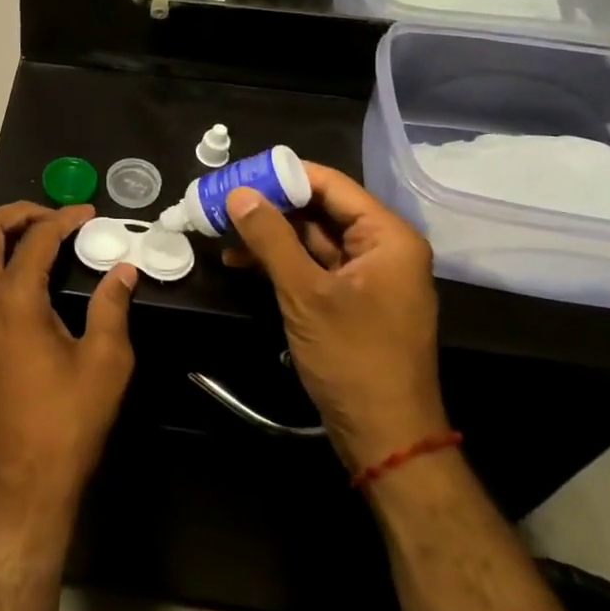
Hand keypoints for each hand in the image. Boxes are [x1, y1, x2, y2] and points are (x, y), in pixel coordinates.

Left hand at [0, 204, 136, 531]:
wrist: (19, 487)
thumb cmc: (66, 424)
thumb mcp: (106, 363)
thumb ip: (112, 307)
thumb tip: (123, 271)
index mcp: (13, 297)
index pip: (38, 237)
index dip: (65, 219)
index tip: (87, 215)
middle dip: (15, 214)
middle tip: (47, 221)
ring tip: (4, 248)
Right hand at [222, 164, 446, 469]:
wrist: (385, 437)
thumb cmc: (353, 357)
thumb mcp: (306, 293)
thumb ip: (271, 238)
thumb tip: (238, 193)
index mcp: (387, 237)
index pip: (332, 185)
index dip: (285, 175)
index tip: (239, 173)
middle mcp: (382, 249)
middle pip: (321, 210)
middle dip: (272, 205)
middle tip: (224, 199)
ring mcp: (366, 276)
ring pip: (312, 239)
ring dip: (270, 234)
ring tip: (222, 228)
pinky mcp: (350, 300)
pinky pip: (312, 266)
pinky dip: (280, 261)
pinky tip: (240, 260)